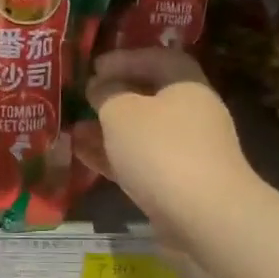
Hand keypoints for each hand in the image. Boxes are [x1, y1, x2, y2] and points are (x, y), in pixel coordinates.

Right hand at [84, 49, 259, 228]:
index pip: (158, 59)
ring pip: (141, 133)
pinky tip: (83, 155)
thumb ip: (106, 94)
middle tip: (83, 98)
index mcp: (187, 86)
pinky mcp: (177, 186)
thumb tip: (99, 87)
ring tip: (74, 129)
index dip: (125, 58)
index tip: (94, 66)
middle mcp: (192, 116)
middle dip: (114, 97)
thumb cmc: (161, 150)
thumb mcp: (122, 112)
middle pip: (150, 97)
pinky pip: (140, 162)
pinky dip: (113, 157)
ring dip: (108, 129)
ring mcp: (186, 153)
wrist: (204, 219)